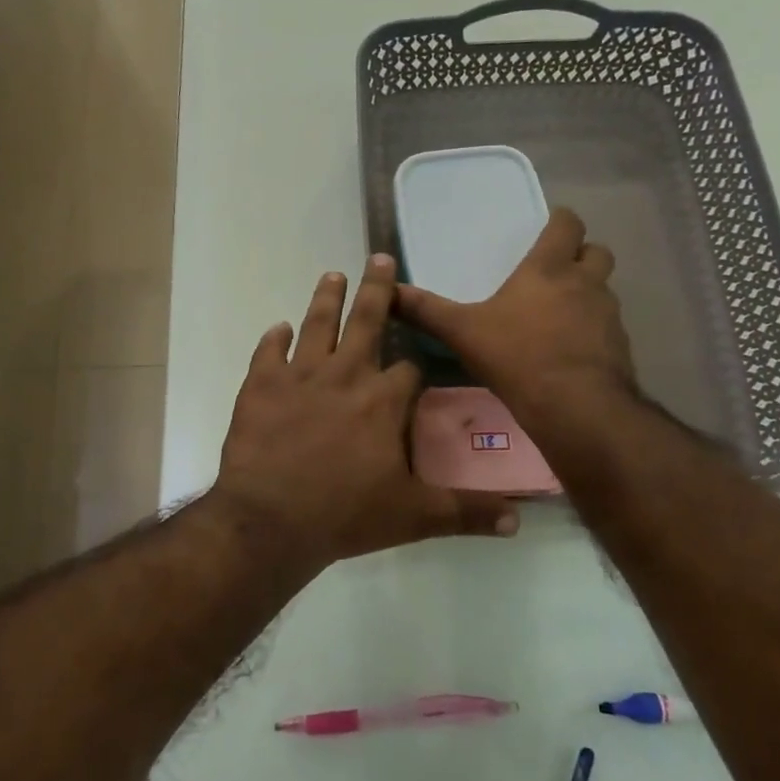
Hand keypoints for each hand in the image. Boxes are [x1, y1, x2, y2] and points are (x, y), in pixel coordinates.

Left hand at [213, 254, 517, 574]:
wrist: (271, 520)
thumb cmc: (345, 514)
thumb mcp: (414, 516)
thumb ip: (466, 511)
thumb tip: (517, 523)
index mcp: (384, 399)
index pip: (410, 368)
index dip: (416, 364)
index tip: (417, 364)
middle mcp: (346, 374)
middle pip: (366, 320)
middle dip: (377, 289)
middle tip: (379, 257)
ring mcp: (300, 375)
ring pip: (318, 323)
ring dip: (327, 297)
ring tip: (333, 275)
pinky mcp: (261, 384)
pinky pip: (268, 351)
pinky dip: (274, 338)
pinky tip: (279, 329)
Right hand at [395, 207, 638, 439]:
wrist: (575, 406)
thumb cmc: (517, 355)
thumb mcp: (462, 332)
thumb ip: (426, 310)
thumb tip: (387, 291)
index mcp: (549, 269)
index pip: (568, 224)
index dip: (561, 221)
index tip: (549, 227)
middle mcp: (585, 283)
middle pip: (597, 252)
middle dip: (582, 255)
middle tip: (557, 271)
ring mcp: (608, 315)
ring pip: (604, 290)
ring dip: (588, 294)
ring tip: (560, 314)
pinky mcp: (620, 346)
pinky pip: (608, 327)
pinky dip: (593, 331)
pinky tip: (571, 351)